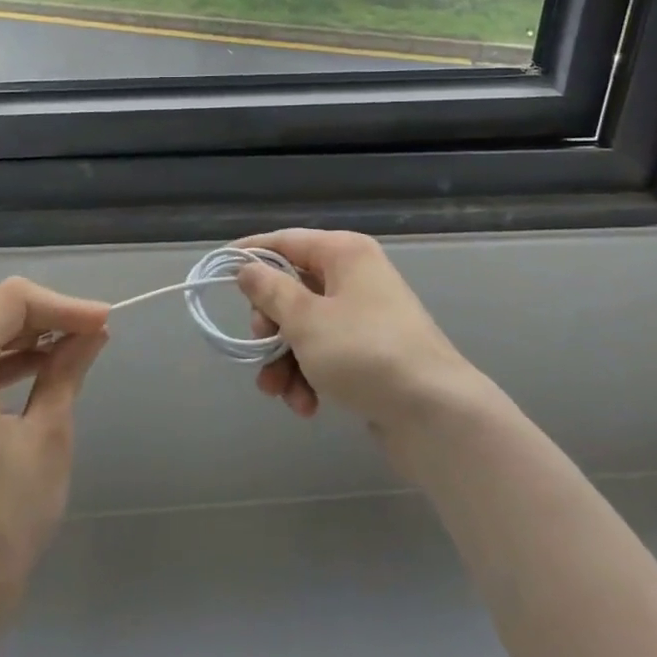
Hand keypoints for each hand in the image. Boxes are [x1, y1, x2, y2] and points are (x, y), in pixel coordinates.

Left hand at [0, 277, 109, 616]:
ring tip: (70, 349)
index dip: (62, 304)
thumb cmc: (0, 521)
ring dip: (21, 334)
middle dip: (42, 314)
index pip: (10, 301)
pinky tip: (36, 371)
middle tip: (88, 333)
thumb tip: (93, 332)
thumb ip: (66, 370)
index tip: (103, 322)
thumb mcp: (46, 437)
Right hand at [235, 228, 488, 439]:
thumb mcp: (306, 320)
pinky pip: (327, 355)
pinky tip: (306, 406)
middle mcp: (356, 278)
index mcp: (345, 254)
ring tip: (279, 392)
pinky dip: (310, 376)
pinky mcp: (371, 356)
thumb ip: (270, 291)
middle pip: (294, 289)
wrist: (436, 415)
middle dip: (271, 325)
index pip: (287, 241)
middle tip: (261, 346)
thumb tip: (247, 268)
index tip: (221, 270)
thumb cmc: (364, 352)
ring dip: (286, 360)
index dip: (252, 254)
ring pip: (307, 328)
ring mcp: (366, 318)